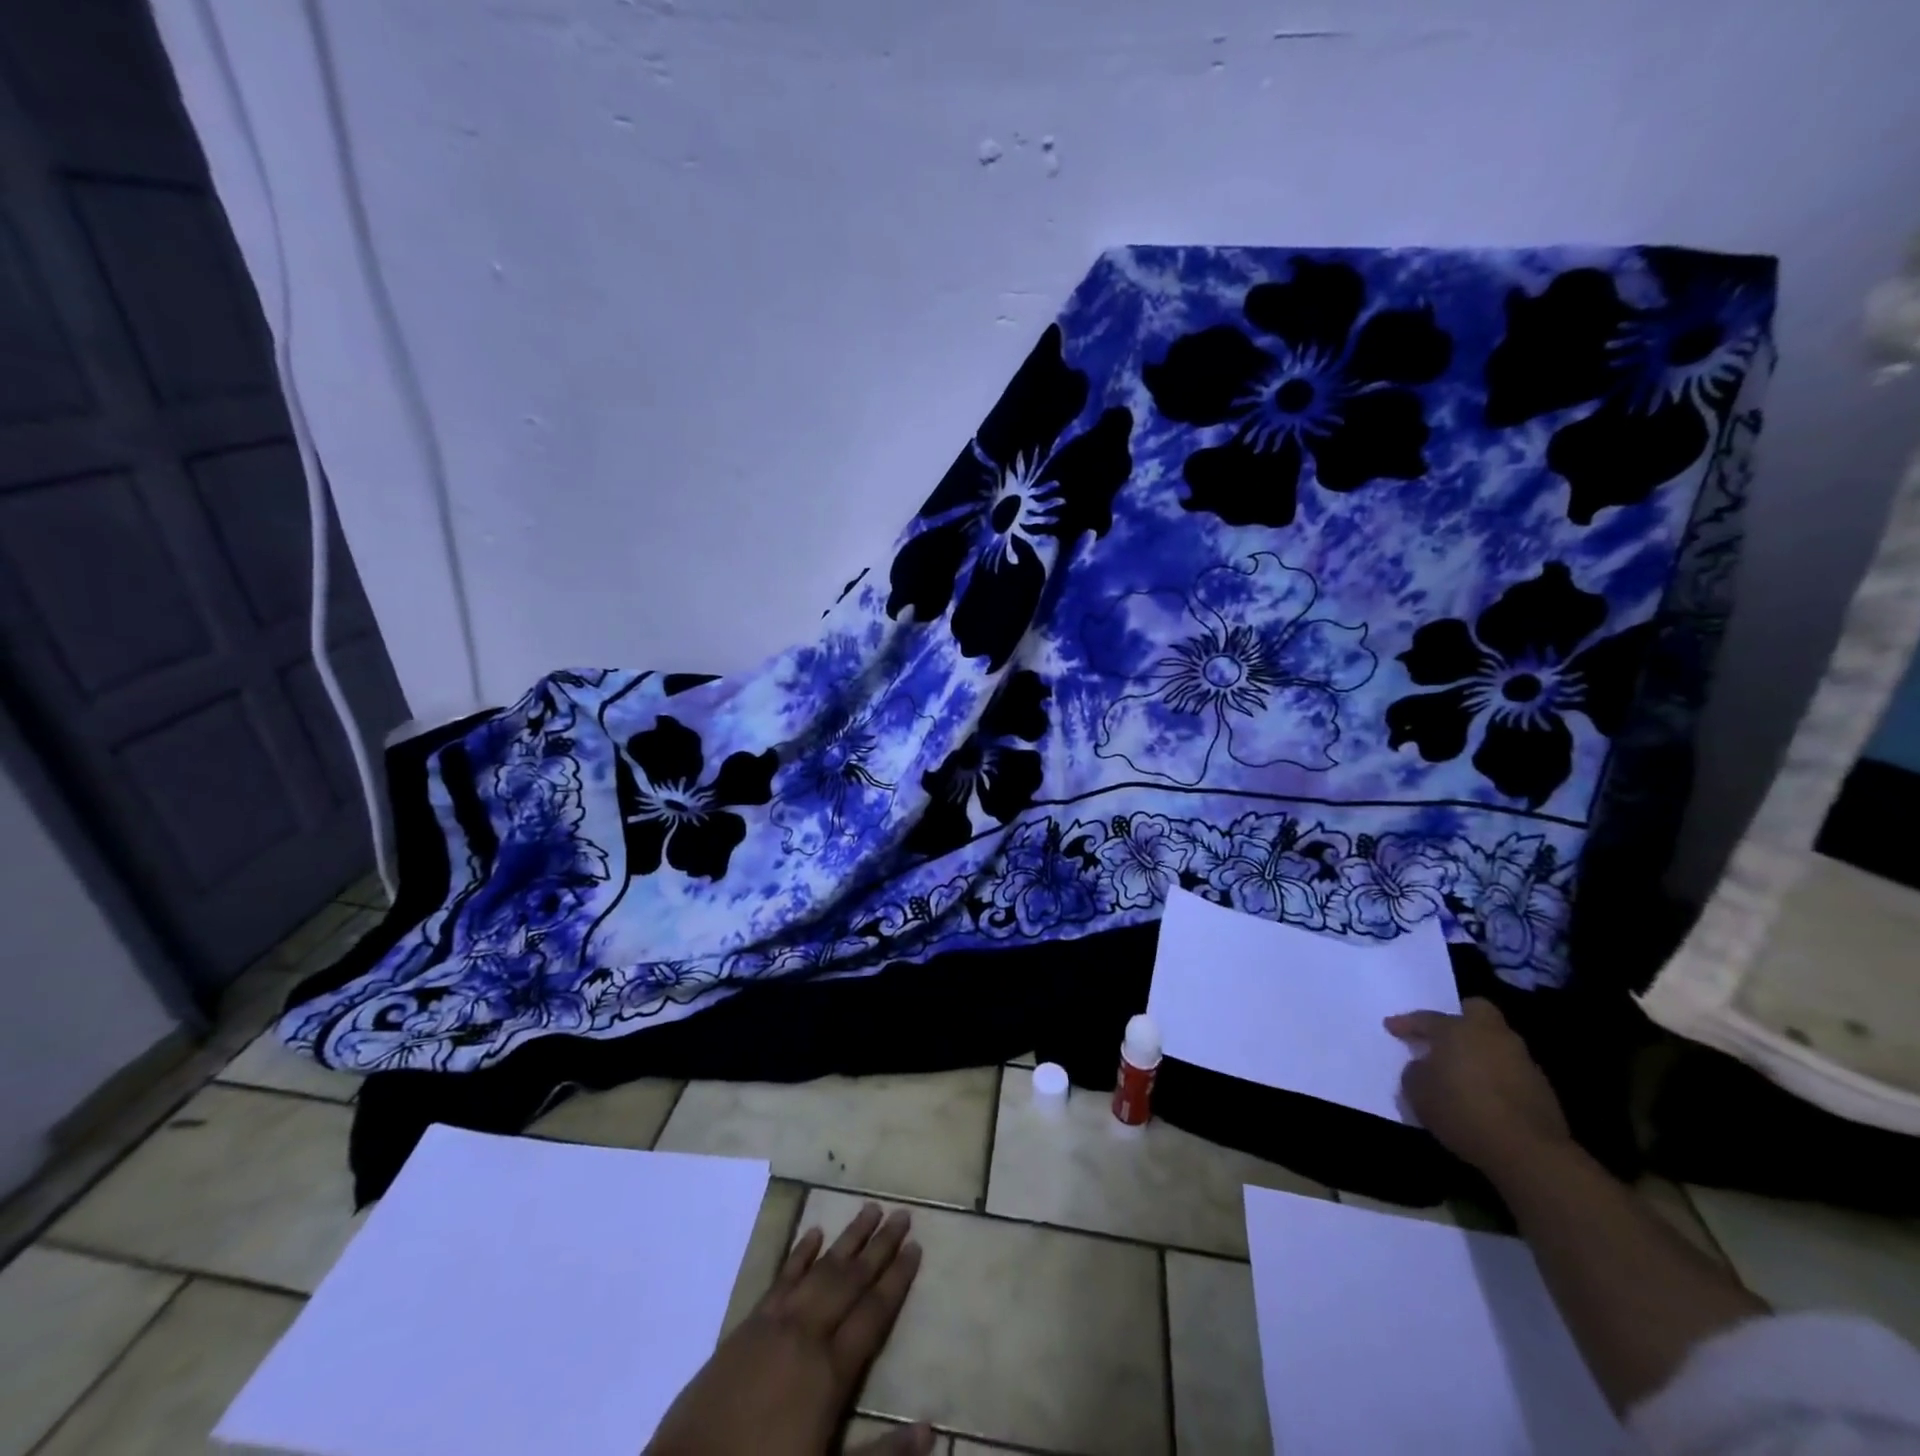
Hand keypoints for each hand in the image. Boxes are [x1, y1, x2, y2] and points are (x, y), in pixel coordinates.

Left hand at [644, 1202, 931, 1455]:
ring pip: (820, 1269)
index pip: (873, 1313)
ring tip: (869, 1210)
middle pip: (850, 1280)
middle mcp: (806, 1335)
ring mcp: (774, 1326)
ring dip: (847, 1240)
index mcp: (830, 1373)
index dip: (897, 1279)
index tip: (917, 1246)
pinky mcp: (746, 1327)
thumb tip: (931, 1430)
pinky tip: (814, 1234)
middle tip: (902, 1214)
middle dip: (879, 1247)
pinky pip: (781, 1279)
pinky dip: (800, 1254)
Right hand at [1385, 998, 1570, 1177]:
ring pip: (1496, 1042)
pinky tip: (1485, 1096)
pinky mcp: (1542, 1088)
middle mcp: (1492, 1036)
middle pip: (1477, 1011)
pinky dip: (1496, 1076)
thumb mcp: (1417, 1092)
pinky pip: (1510, 1070)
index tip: (1391, 1027)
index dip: (1406, 1023)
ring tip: (1462, 1072)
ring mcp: (1522, 1060)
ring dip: (1479, 1051)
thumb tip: (1423, 1067)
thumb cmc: (1462, 1111)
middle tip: (1443, 1036)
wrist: (1528, 1152)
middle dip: (1460, 1018)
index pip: (1426, 1018)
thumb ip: (1415, 1072)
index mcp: (1457, 1030)